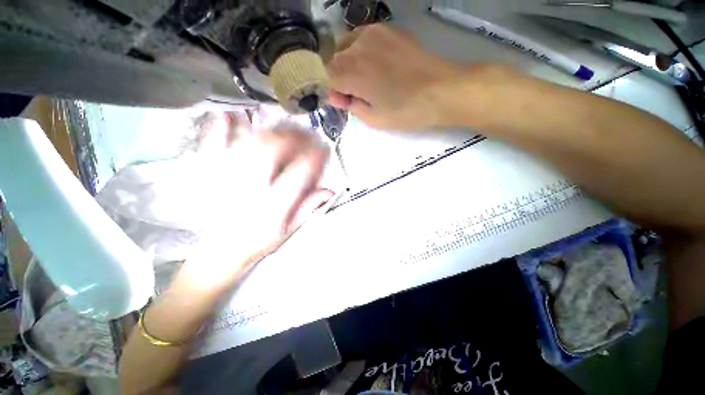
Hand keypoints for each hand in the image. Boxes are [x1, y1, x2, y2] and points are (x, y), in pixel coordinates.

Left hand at [180, 113, 332, 289]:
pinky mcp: (210, 174)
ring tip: (286, 127)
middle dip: (296, 137)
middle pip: (274, 150)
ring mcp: (226, 178)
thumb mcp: (290, 230)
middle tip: (308, 134)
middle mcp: (250, 188)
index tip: (324, 148)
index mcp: (273, 206)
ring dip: (272, 130)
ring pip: (250, 143)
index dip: (315, 157)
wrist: (220, 250)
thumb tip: (330, 190)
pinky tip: (229, 114)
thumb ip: (309, 208)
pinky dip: (220, 128)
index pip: (299, 173)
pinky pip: (212, 146)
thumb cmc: (260, 240)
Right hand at [327, 24, 465, 129]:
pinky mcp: (388, 29)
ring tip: (366, 79)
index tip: (342, 102)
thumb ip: (350, 105)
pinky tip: (376, 65)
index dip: (330, 91)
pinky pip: (363, 38)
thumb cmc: (405, 110)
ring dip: (348, 63)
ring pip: (346, 46)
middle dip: (338, 78)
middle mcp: (356, 46)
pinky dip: (361, 52)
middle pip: (333, 60)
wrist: (441, 89)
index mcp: (350, 71)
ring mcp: (373, 32)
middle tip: (354, 94)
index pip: (324, 77)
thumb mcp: (372, 118)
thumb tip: (339, 95)